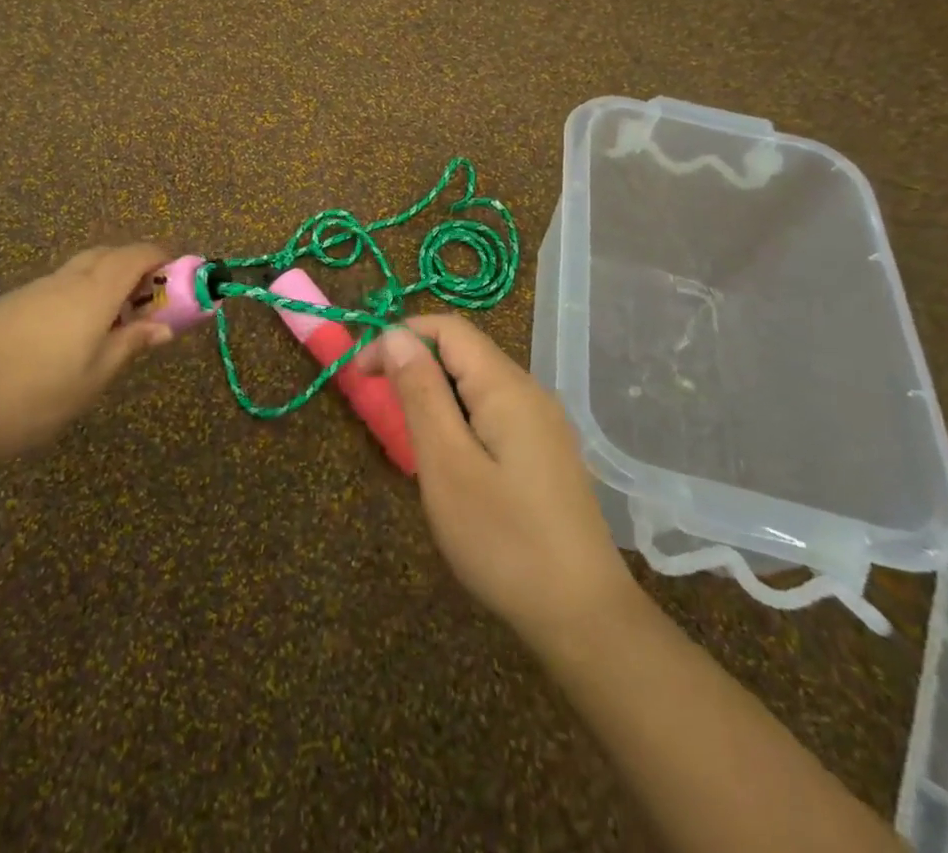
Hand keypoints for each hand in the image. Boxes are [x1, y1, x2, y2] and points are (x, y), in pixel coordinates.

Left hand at [0, 243, 174, 465]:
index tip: (180, 272)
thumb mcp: (93, 378)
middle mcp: (64, 281)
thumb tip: (163, 327)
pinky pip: (52, 290)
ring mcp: (30, 291)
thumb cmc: (34, 394)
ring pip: (76, 272)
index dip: (162, 256)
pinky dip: (73, 299)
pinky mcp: (3, 307)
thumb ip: (129, 346)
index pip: (136, 255)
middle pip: (106, 255)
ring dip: (102, 284)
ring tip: (108, 325)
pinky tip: (63, 339)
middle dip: (133, 266)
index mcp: (94, 292)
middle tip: (148, 299)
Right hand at [359, 315, 644, 652]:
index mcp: (506, 386)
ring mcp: (544, 423)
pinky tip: (453, 465)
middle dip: (416, 366)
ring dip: (436, 396)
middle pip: (464, 352)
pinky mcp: (547, 453)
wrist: (585, 618)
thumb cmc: (504, 540)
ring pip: (478, 385)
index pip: (447, 329)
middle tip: (382, 412)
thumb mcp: (447, 464)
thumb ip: (421, 393)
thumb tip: (396, 335)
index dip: (399, 336)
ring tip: (413, 444)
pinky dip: (460, 420)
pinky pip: (494, 413)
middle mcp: (530, 392)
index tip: (363, 373)